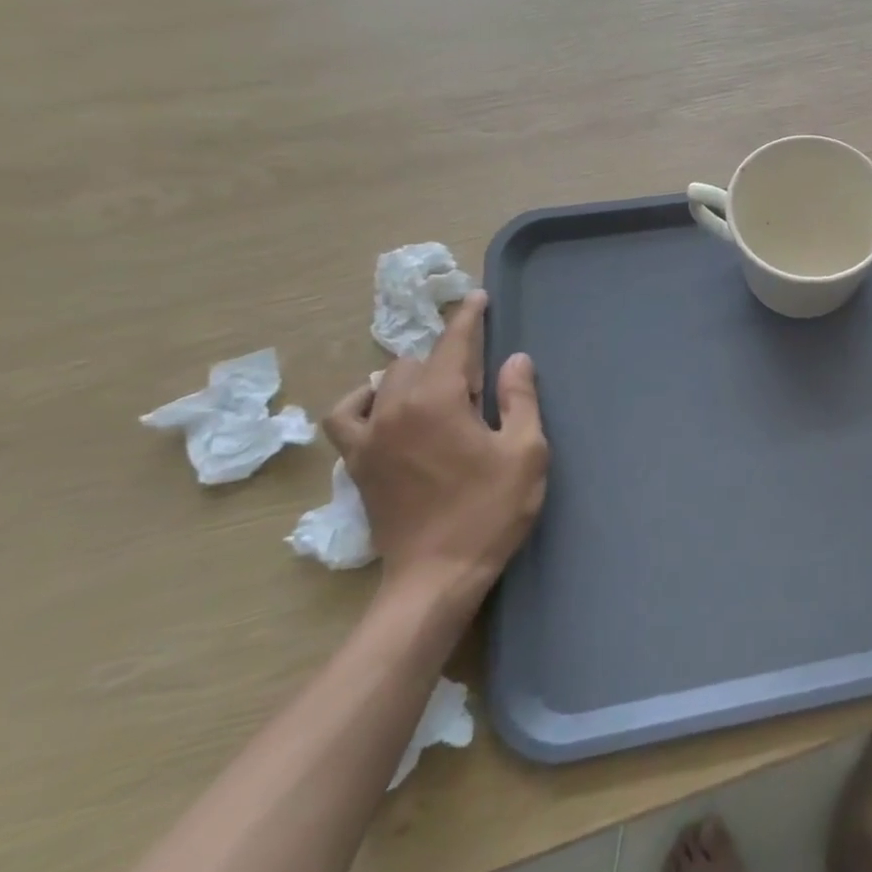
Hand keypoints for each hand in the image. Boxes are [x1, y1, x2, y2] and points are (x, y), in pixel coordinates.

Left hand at [323, 293, 547, 609]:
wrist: (437, 574)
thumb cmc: (490, 511)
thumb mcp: (525, 452)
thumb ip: (520, 399)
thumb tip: (515, 359)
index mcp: (438, 400)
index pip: (453, 343)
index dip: (468, 317)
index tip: (478, 297)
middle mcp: (395, 409)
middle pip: (418, 360)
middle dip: (449, 356)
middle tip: (480, 380)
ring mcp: (368, 437)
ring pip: (383, 382)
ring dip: (412, 375)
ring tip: (438, 390)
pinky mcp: (356, 463)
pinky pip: (347, 416)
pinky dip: (363, 402)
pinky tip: (381, 408)